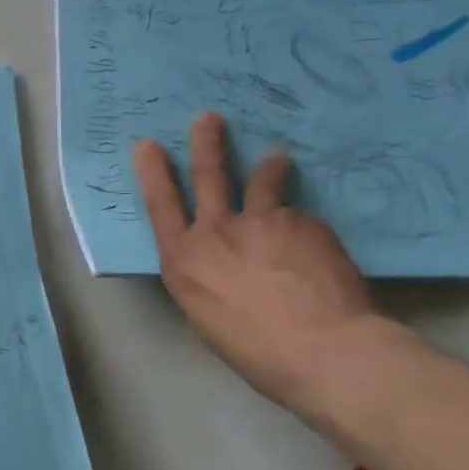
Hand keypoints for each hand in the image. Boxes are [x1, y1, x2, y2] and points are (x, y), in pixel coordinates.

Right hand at [133, 113, 396, 411]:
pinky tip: (317, 251)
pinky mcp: (301, 221)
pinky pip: (298, 216)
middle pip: (206, 176)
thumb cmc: (256, 351)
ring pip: (259, 181)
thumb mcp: (208, 318)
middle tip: (208, 118)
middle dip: (205, 143)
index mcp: (183, 261)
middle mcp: (214, 232)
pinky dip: (302, 225)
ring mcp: (259, 221)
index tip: (147, 145)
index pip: (159, 205)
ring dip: (266, 165)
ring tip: (276, 158)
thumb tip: (218, 264)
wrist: (321, 349)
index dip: (151, 172)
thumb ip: (205, 279)